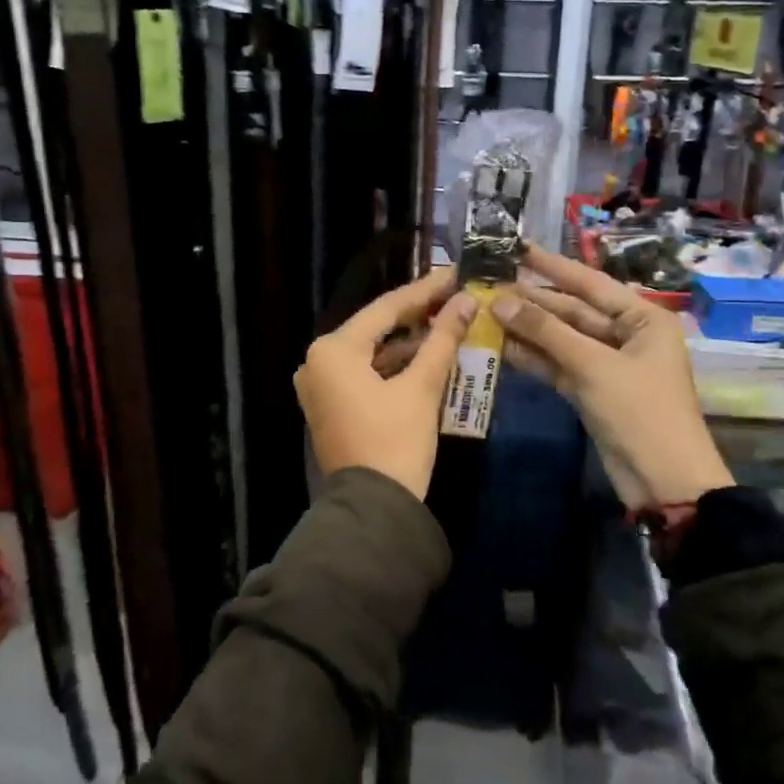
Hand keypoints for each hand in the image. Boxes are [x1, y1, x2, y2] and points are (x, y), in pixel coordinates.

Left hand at [295, 268, 476, 500]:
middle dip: (416, 316)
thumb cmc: (395, 442)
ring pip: (371, 352)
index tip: (453, 275)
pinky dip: (393, 367)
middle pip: (375, 329)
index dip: (424, 291)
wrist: (373, 509)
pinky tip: (425, 358)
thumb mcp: (421, 387)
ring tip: (446, 324)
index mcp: (333, 350)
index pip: (385, 309)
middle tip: (453, 297)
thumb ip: (442, 339)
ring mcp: (320, 386)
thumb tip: (465, 301)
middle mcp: (318, 362)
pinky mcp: (330, 406)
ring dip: (407, 343)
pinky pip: (364, 374)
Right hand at [491, 244, 732, 516]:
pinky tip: (501, 346)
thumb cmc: (640, 411)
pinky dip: (534, 357)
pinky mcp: (592, 390)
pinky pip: (558, 365)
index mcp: (642, 318)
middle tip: (489, 284)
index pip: (590, 283)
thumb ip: (545, 331)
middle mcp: (626, 335)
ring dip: (527, 329)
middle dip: (532, 301)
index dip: (551, 266)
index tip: (516, 248)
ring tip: (485, 311)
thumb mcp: (593, 365)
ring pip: (562, 338)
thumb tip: (499, 299)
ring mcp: (607, 364)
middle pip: (572, 311)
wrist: (663, 481)